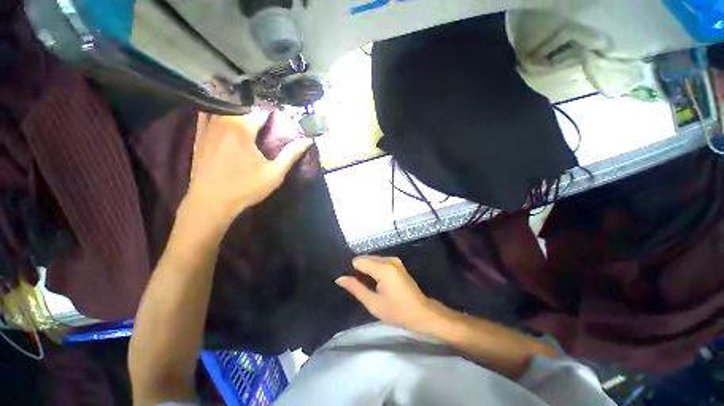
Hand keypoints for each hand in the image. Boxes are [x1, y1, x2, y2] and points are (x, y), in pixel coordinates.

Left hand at [183, 110, 311, 228]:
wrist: (210, 202)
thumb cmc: (246, 188)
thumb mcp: (274, 173)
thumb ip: (291, 154)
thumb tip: (308, 140)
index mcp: (243, 128)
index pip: (261, 110)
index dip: (273, 113)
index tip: (281, 117)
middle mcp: (223, 120)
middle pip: (242, 105)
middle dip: (256, 109)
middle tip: (267, 119)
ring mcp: (207, 126)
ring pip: (223, 106)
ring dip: (237, 107)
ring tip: (248, 116)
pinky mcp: (198, 134)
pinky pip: (207, 113)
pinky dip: (217, 110)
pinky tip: (225, 118)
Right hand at [336, 256, 437, 331]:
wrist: (422, 313)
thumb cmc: (397, 311)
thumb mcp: (373, 303)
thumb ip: (355, 288)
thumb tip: (339, 278)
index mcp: (383, 268)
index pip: (358, 260)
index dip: (353, 271)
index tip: (354, 284)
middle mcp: (389, 259)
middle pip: (365, 258)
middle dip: (360, 270)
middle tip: (362, 288)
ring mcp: (394, 260)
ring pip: (372, 259)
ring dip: (367, 270)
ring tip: (370, 287)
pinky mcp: (397, 263)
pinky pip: (379, 262)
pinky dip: (374, 270)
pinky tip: (377, 283)